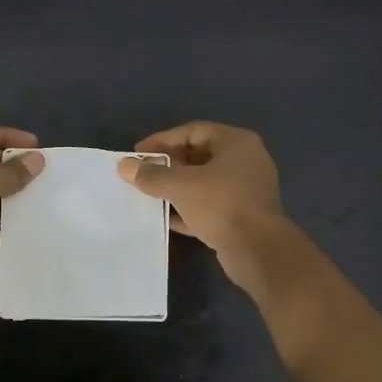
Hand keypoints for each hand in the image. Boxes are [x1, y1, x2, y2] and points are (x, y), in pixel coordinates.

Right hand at [118, 122, 284, 288]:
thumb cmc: (221, 205)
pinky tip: (166, 218)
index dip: (162, 140)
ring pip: (203, 183)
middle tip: (142, 175)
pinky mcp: (242, 216)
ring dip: (177, 189)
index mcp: (236, 143)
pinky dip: (188, 209)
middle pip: (199, 156)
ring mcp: (245, 190)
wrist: (257, 250)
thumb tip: (124, 166)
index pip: (193, 131)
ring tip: (149, 195)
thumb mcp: (181, 186)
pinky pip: (209, 206)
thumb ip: (151, 175)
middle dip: (168, 165)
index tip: (137, 153)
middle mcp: (244, 161)